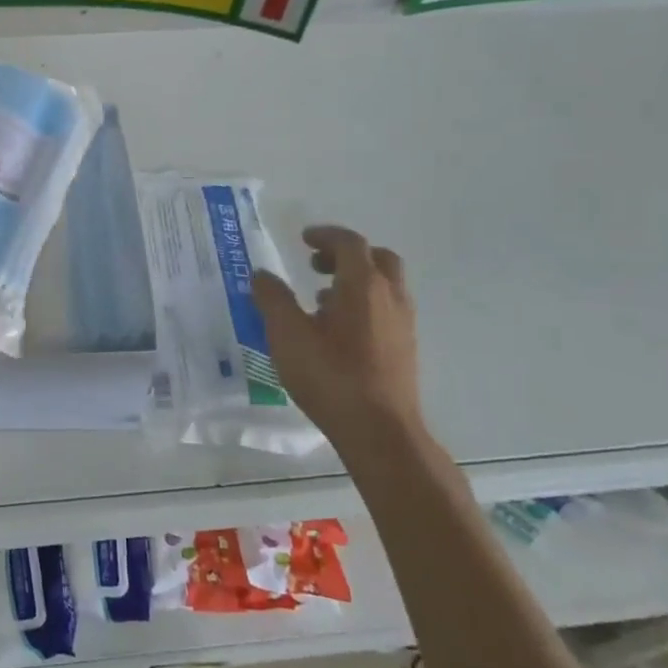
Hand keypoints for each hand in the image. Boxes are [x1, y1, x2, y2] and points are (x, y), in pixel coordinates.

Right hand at [252, 224, 424, 457]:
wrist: (381, 432)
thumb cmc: (331, 376)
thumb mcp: (287, 335)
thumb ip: (272, 299)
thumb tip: (262, 275)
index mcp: (363, 285)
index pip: (349, 243)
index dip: (325, 235)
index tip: (302, 240)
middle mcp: (390, 297)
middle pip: (376, 258)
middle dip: (345, 254)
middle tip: (316, 264)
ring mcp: (403, 324)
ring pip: (385, 285)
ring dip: (355, 280)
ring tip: (320, 298)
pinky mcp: (405, 349)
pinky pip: (386, 309)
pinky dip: (364, 303)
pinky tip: (338, 330)